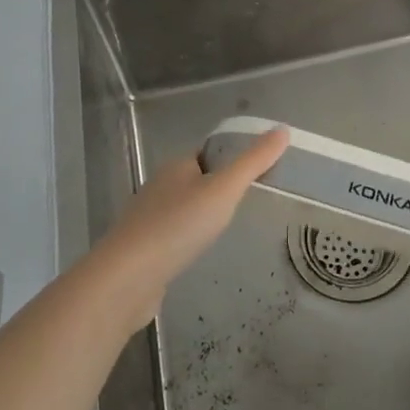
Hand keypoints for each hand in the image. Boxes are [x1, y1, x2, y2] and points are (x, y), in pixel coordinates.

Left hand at [90, 127, 288, 330]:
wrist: (127, 279)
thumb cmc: (178, 226)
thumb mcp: (224, 189)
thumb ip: (254, 162)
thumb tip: (282, 130)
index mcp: (177, 166)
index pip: (209, 153)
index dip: (232, 157)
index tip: (260, 171)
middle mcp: (160, 186)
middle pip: (196, 179)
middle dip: (220, 187)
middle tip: (252, 201)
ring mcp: (148, 219)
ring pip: (184, 209)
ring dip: (203, 215)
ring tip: (231, 227)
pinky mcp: (143, 250)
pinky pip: (173, 235)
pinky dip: (189, 239)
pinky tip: (201, 252)